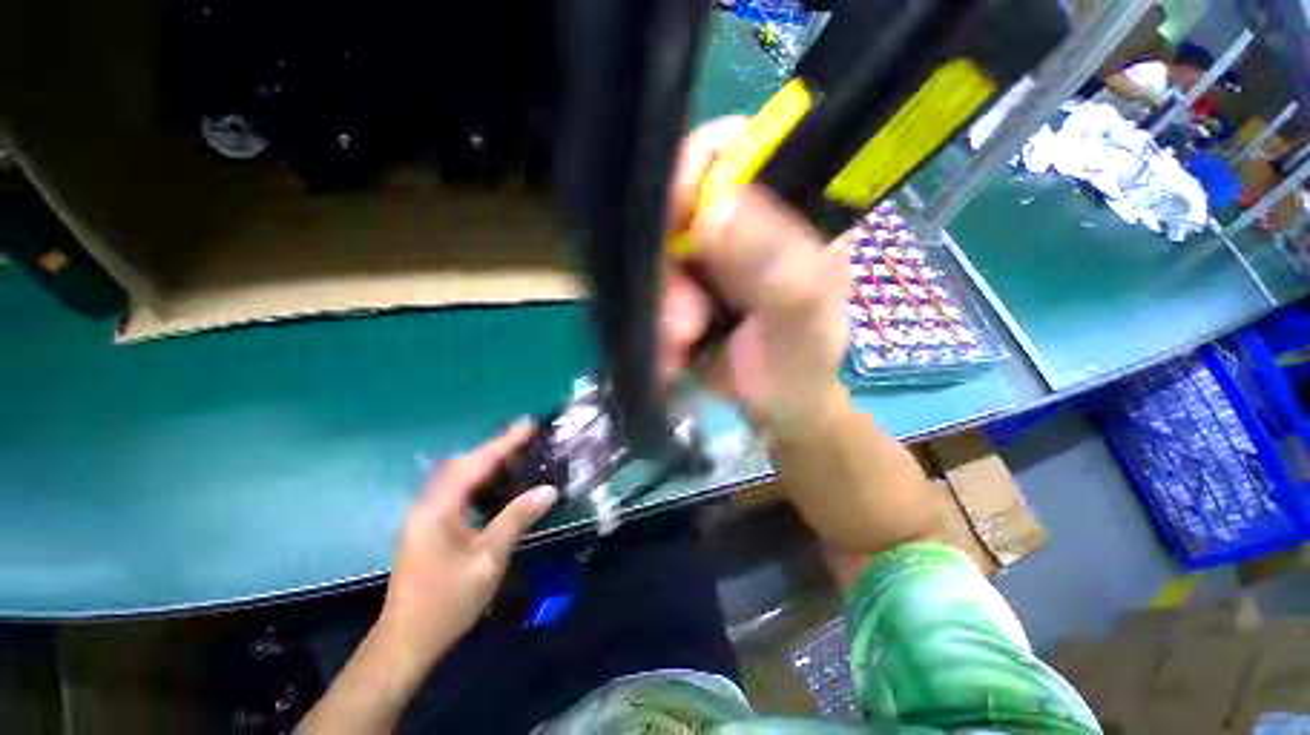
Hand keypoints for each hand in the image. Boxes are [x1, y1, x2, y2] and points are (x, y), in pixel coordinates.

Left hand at [377, 422, 557, 675]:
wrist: (407, 641)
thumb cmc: (447, 602)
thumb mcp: (488, 559)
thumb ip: (517, 519)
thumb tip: (548, 490)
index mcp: (439, 508)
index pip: (477, 463)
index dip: (505, 441)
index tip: (529, 424)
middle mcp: (427, 504)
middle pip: (463, 463)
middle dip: (495, 446)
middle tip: (526, 436)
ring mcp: (424, 515)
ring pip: (457, 474)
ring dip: (485, 459)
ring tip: (515, 452)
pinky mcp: (427, 525)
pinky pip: (455, 489)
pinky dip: (477, 477)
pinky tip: (493, 483)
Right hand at [662, 117, 850, 436]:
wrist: (775, 406)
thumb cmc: (799, 363)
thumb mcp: (799, 316)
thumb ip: (774, 265)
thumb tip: (714, 210)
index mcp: (788, 206)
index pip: (735, 147)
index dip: (696, 169)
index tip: (674, 217)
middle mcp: (743, 217)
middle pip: (678, 204)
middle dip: (669, 265)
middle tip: (684, 323)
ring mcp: (705, 252)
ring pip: (656, 252)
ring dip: (659, 304)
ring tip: (677, 347)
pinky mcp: (679, 283)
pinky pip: (647, 285)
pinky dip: (650, 319)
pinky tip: (669, 354)